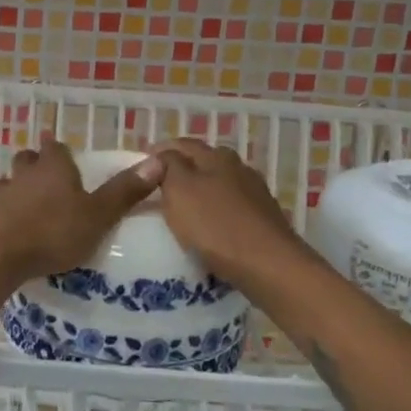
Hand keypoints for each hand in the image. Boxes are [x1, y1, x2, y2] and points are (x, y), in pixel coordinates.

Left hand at [0, 138, 165, 282]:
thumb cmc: (53, 230)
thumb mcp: (98, 214)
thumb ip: (124, 191)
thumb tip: (158, 161)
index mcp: (54, 167)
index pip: (56, 148)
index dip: (59, 148)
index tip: (62, 149)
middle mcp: (25, 174)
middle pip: (28, 160)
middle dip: (35, 162)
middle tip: (45, 173)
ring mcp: (2, 195)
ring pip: (9, 181)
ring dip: (16, 186)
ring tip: (26, 198)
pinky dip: (4, 211)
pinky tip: (10, 223)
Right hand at [151, 138, 305, 290]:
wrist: (269, 266)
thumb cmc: (215, 225)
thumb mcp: (179, 190)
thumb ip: (168, 166)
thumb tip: (163, 154)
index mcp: (216, 156)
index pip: (182, 144)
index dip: (160, 152)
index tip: (141, 166)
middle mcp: (238, 168)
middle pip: (204, 162)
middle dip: (182, 169)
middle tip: (159, 186)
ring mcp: (255, 193)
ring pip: (220, 185)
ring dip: (201, 191)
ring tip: (181, 208)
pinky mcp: (264, 219)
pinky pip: (232, 208)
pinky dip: (216, 212)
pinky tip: (208, 227)